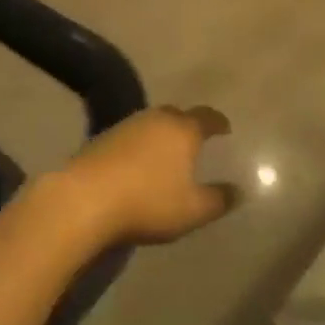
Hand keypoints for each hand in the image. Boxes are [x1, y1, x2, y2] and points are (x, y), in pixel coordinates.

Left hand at [54, 106, 235, 247]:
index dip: (218, 122)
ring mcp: (128, 125)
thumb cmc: (148, 202)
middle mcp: (156, 118)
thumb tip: (239, 190)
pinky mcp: (105, 136)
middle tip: (197, 140)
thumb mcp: (191, 210)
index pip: (206, 117)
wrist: (86, 198)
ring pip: (153, 123)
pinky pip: (133, 135)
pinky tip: (140, 163)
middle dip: (189, 125)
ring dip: (163, 134)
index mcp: (182, 129)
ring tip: (169, 153)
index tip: (226, 128)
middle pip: (178, 115)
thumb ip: (218, 200)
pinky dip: (142, 144)